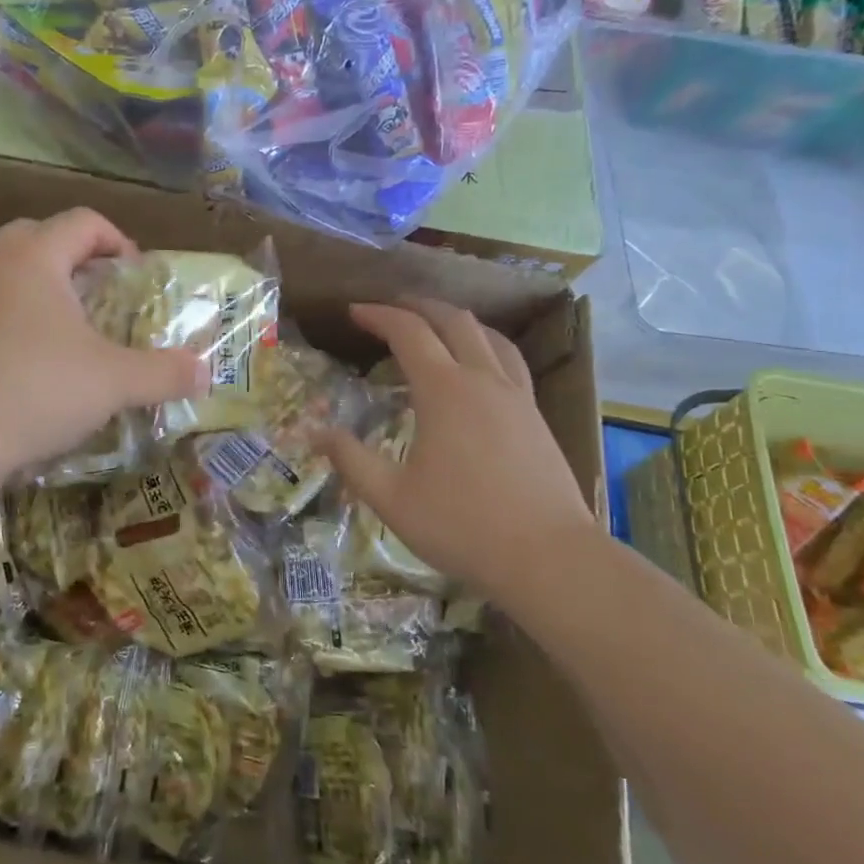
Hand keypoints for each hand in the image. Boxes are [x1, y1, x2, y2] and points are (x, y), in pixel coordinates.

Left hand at [0, 209, 201, 491]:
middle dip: (77, 255)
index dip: (119, 241)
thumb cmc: (37, 391)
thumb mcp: (114, 382)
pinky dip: (18, 313)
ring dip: (45, 284)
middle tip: (103, 291)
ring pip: (10, 268)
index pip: (83, 222)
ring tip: (73, 325)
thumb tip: (206, 373)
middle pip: (39, 234)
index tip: (138, 277)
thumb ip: (165, 373)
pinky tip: (35, 357)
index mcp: (35, 258)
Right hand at [322, 301, 595, 594]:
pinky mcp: (536, 415)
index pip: (408, 332)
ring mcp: (516, 395)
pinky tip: (481, 365)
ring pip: (488, 336)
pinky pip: (510, 360)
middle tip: (391, 309)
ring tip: (436, 325)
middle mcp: (482, 379)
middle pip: (452, 320)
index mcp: (444, 390)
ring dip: (457, 320)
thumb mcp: (391, 497)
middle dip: (418, 307)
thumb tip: (315, 432)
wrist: (548, 557)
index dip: (378, 315)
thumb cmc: (462, 525)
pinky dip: (486, 345)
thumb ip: (351, 459)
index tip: (354, 312)